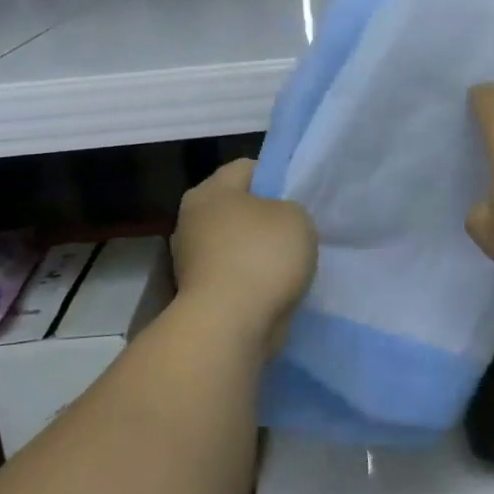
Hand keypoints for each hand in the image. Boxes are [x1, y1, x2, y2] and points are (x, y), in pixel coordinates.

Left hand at [171, 159, 317, 359]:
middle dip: (267, 217)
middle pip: (239, 207)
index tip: (300, 196)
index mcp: (209, 192)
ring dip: (261, 252)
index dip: (278, 176)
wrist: (231, 325)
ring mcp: (193, 260)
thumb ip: (289, 208)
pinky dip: (254, 279)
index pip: (247, 168)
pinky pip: (236, 274)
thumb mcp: (296, 215)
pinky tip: (278, 287)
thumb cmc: (262, 256)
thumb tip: (275, 221)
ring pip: (237, 244)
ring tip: (293, 262)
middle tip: (299, 229)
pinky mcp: (200, 294)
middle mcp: (192, 221)